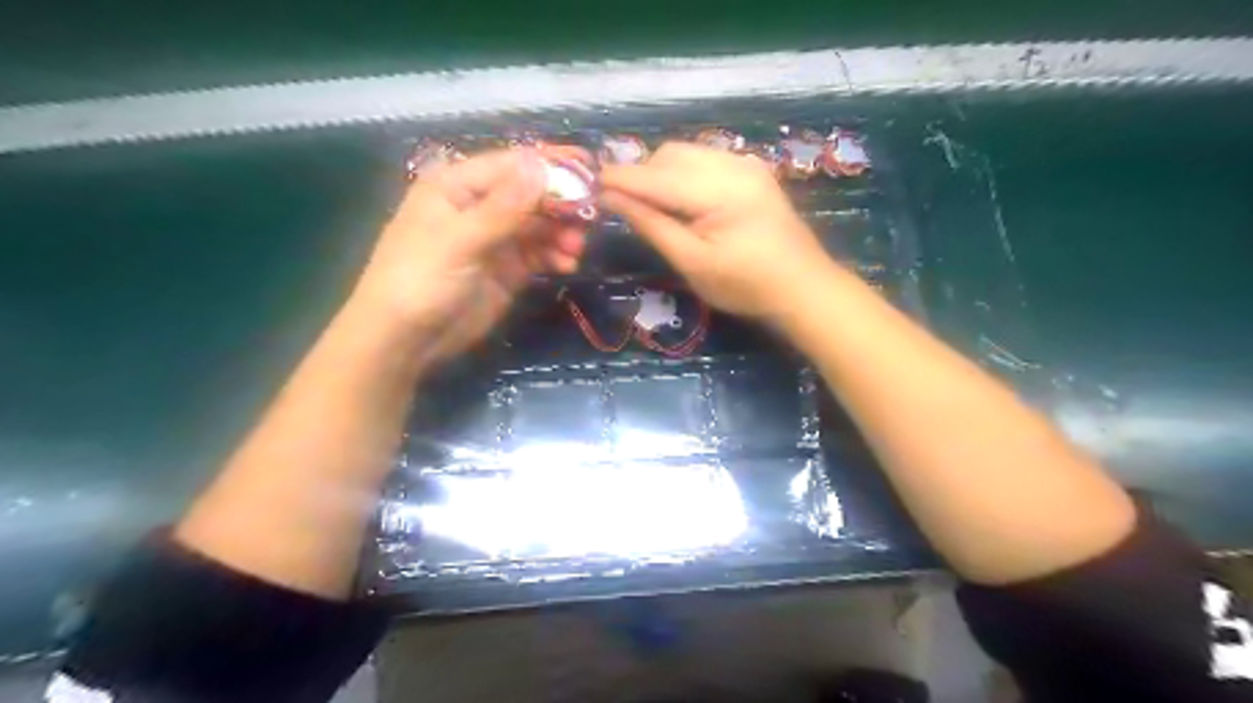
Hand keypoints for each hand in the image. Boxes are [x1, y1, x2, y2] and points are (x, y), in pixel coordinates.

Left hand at [352, 150, 586, 362]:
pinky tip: (567, 265)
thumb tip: (540, 165)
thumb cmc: (420, 281)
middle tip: (589, 218)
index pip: (512, 165)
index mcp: (457, 186)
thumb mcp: (459, 241)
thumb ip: (502, 207)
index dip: (550, 165)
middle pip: (531, 194)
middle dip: (561, 204)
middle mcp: (479, 206)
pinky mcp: (508, 268)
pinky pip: (540, 253)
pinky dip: (556, 256)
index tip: (589, 169)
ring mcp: (495, 239)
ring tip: (576, 249)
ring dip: (562, 233)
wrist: (406, 340)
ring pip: (540, 224)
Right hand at [601, 143, 834, 323]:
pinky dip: (683, 173)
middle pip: (670, 154)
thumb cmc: (746, 285)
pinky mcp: (751, 170)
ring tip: (652, 205)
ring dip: (661, 172)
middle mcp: (732, 164)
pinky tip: (682, 200)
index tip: (591, 185)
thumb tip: (613, 199)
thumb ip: (652, 225)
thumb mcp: (692, 262)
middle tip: (624, 205)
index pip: (656, 176)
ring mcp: (745, 163)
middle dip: (641, 174)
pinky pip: (705, 159)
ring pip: (686, 152)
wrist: (803, 286)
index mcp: (718, 191)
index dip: (620, 179)